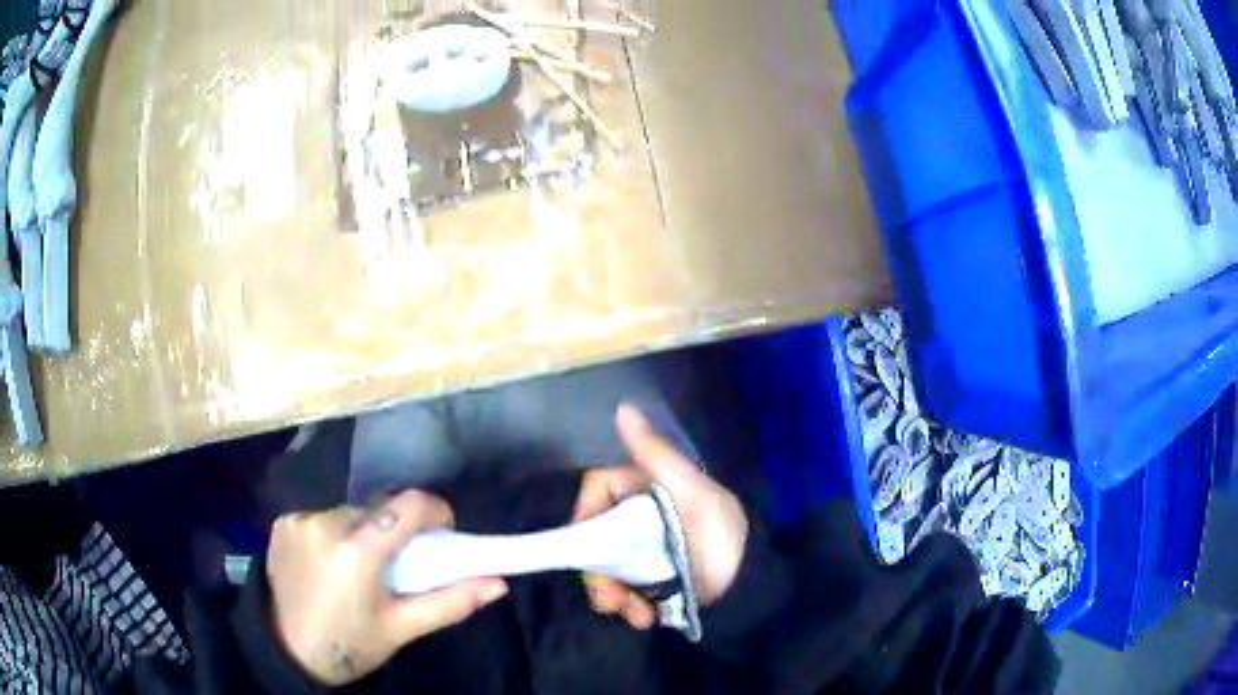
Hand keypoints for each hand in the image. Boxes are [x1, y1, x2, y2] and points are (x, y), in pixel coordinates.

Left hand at [267, 491, 508, 685]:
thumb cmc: (350, 644)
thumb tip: (498, 583)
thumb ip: (450, 602)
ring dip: (362, 530)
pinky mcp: (283, 522)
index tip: (443, 531)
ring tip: (360, 566)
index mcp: (358, 550)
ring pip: (349, 511)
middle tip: (398, 564)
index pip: (409, 505)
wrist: (287, 650)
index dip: (435, 511)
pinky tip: (328, 563)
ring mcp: (300, 520)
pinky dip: (333, 533)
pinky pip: (322, 517)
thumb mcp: (402, 628)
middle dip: (395, 528)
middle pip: (378, 508)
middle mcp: (326, 522)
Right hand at [573, 404, 748, 629]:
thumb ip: (657, 455)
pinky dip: (628, 606)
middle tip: (611, 600)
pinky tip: (646, 618)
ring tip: (635, 615)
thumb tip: (623, 407)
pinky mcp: (649, 578)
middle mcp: (637, 517)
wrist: (752, 584)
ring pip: (604, 567)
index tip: (584, 547)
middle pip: (594, 537)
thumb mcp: (693, 493)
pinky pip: (622, 589)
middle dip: (598, 572)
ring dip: (611, 595)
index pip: (598, 491)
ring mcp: (641, 550)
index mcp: (645, 489)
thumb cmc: (722, 533)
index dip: (584, 516)